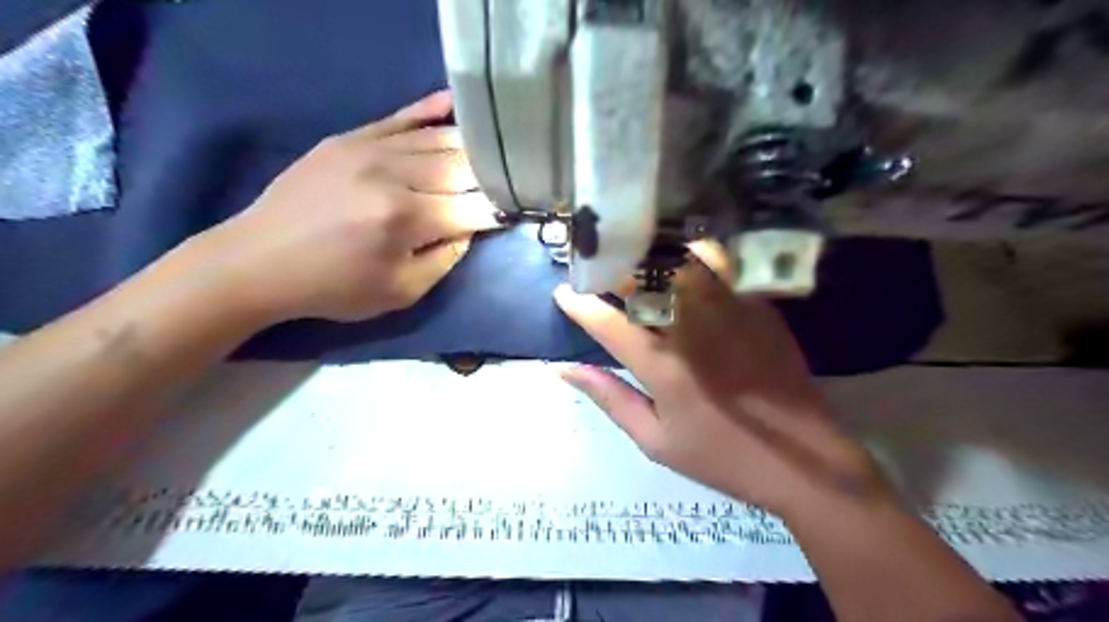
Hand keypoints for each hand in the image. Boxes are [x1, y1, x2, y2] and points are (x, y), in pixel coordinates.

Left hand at [195, 93, 496, 324]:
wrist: (257, 261)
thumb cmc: (334, 287)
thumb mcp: (400, 292)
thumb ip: (445, 259)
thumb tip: (470, 227)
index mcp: (405, 219)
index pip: (474, 207)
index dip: (500, 211)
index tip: (515, 213)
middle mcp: (392, 175)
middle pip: (462, 167)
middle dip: (491, 177)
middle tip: (509, 184)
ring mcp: (368, 149)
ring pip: (438, 139)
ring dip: (471, 148)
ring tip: (494, 153)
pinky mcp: (349, 138)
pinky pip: (399, 118)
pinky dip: (431, 111)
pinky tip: (456, 104)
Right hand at [554, 243, 890, 514]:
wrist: (802, 459)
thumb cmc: (721, 455)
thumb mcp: (655, 440)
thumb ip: (610, 398)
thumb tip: (564, 370)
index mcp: (663, 367)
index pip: (609, 322)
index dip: (580, 303)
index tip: (564, 293)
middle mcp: (693, 329)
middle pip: (644, 281)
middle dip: (612, 269)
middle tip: (596, 269)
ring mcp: (729, 312)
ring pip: (680, 265)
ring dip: (649, 256)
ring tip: (633, 257)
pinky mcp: (757, 306)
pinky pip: (722, 265)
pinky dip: (695, 254)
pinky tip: (682, 258)